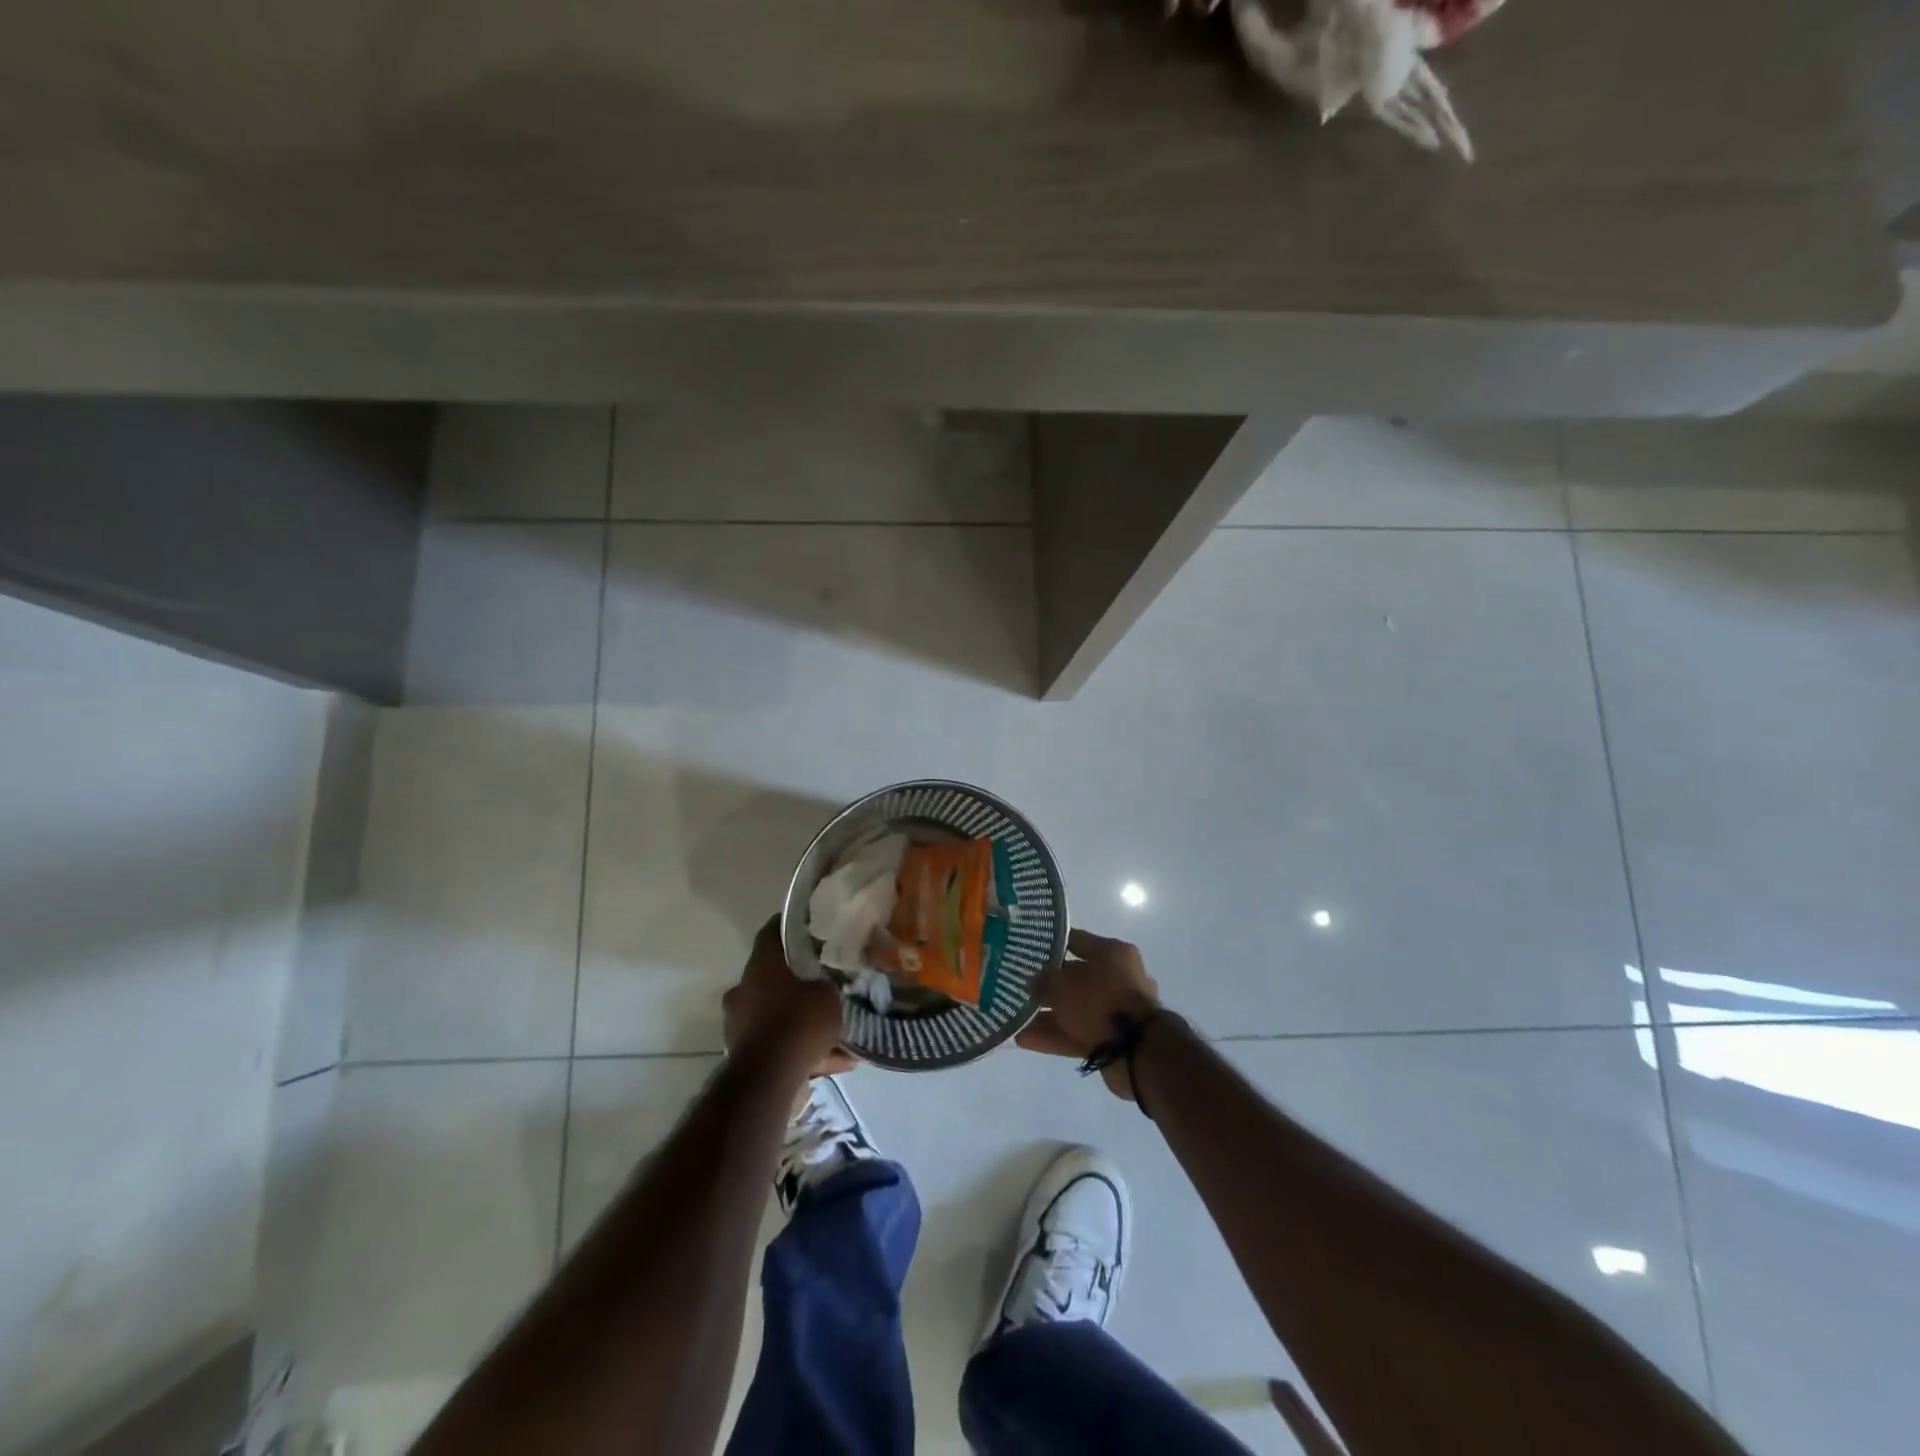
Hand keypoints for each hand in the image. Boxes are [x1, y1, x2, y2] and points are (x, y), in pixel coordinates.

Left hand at [722, 916, 856, 1078]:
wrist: (768, 1079)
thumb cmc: (797, 1022)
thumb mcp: (827, 996)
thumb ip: (827, 986)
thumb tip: (827, 985)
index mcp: (761, 966)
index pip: (771, 932)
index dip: (789, 926)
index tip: (807, 925)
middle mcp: (744, 990)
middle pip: (771, 975)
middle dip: (796, 979)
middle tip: (823, 980)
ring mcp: (739, 1023)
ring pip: (775, 1012)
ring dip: (799, 1018)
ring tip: (835, 1028)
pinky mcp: (744, 1053)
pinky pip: (779, 1044)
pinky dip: (802, 1049)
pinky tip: (837, 1060)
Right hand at [1016, 927, 1161, 1099]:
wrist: (1137, 1051)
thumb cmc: (1100, 1001)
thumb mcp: (1062, 984)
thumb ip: (1043, 981)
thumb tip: (1034, 983)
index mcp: (1113, 953)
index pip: (1075, 941)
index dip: (1049, 944)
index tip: (1026, 949)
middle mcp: (1118, 977)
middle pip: (1075, 977)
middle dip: (1047, 985)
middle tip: (1019, 987)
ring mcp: (1117, 1010)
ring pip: (1075, 1008)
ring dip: (1047, 1014)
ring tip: (1016, 1017)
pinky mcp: (1113, 1038)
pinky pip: (1078, 1032)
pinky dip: (1055, 1035)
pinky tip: (1025, 1039)